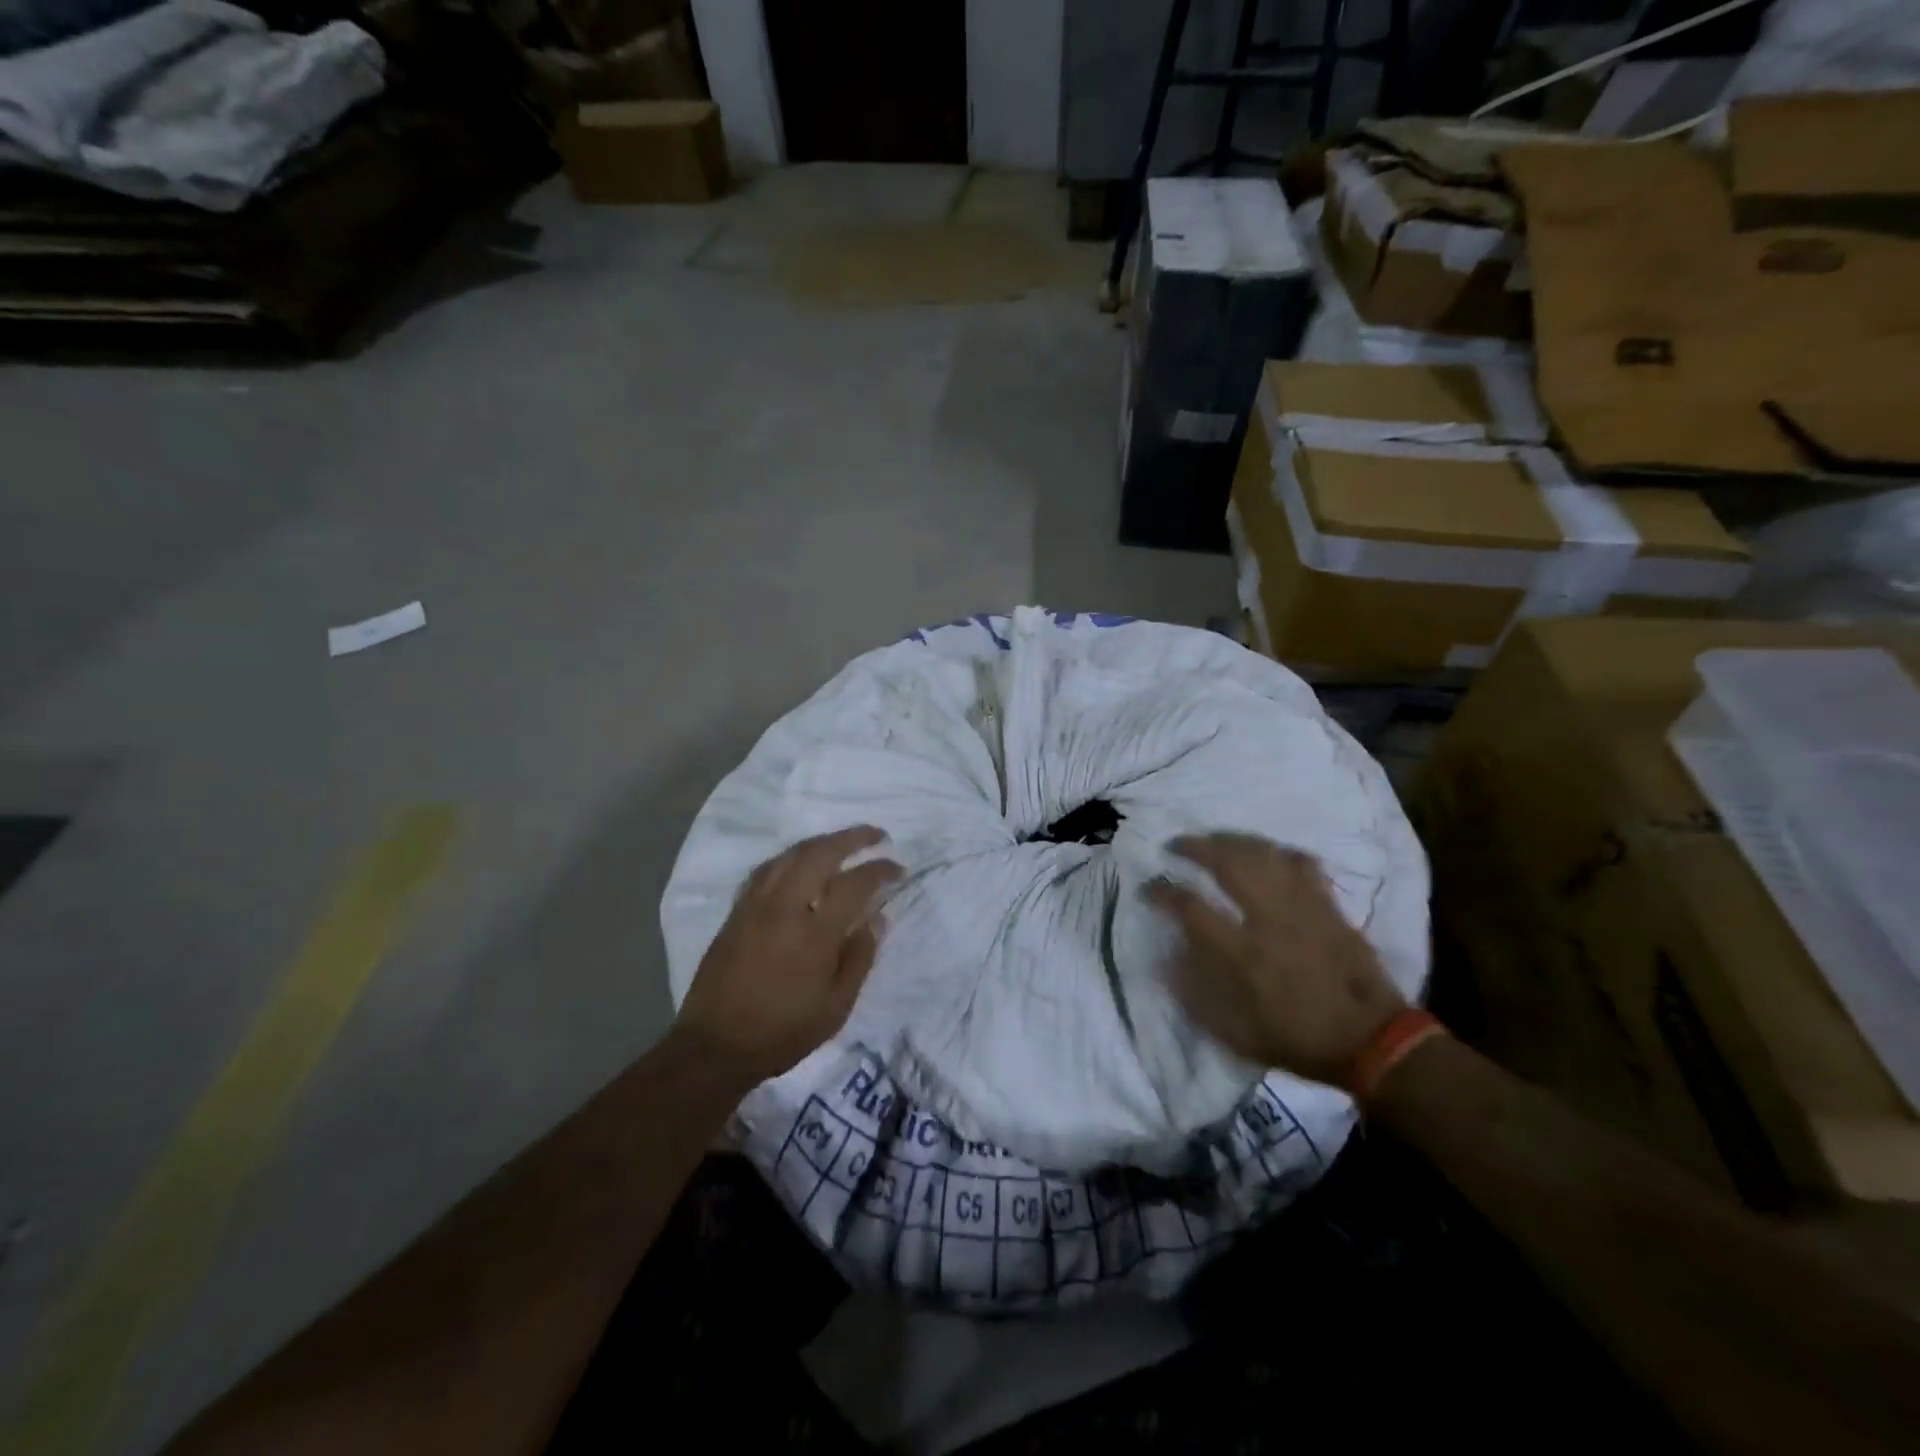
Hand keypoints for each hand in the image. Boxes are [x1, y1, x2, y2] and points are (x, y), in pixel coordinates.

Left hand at [677, 826, 903, 1086]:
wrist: (715, 1046)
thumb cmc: (783, 1031)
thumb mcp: (836, 1007)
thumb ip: (860, 957)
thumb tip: (878, 918)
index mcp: (815, 932)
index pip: (855, 883)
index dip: (881, 869)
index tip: (898, 868)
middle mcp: (785, 907)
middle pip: (820, 852)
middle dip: (853, 837)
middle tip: (877, 835)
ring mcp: (756, 905)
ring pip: (790, 854)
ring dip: (821, 842)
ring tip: (842, 843)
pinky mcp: (736, 911)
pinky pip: (767, 869)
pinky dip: (791, 857)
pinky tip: (799, 863)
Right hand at [1147, 833, 1405, 1086]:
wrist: (1372, 1041)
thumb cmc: (1298, 1039)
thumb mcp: (1236, 1033)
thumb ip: (1196, 995)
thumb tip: (1164, 961)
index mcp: (1242, 953)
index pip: (1190, 907)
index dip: (1162, 892)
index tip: (1148, 887)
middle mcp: (1269, 919)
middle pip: (1227, 862)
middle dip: (1195, 847)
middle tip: (1176, 845)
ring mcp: (1302, 906)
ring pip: (1263, 853)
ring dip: (1232, 840)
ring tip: (1214, 840)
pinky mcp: (1328, 905)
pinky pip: (1302, 863)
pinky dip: (1280, 852)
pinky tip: (1268, 854)